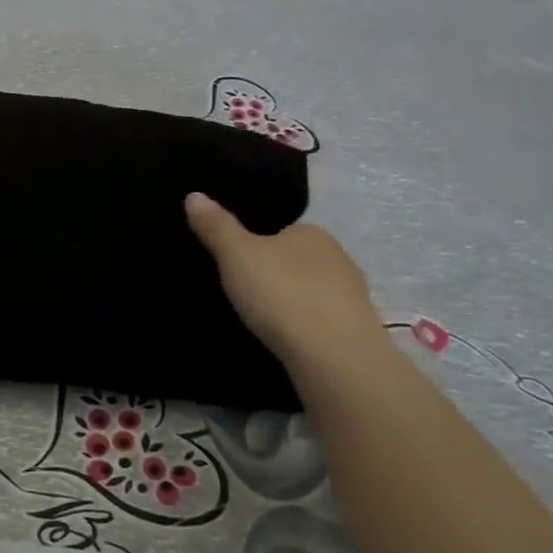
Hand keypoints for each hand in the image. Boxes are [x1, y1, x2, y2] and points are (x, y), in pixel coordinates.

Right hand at [184, 194, 380, 359]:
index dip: (259, 244)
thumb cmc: (282, 293)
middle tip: (246, 293)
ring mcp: (354, 297)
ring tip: (264, 320)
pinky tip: (289, 340)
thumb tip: (194, 195)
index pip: (283, 230)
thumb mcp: (236, 255)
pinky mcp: (358, 332)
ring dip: (293, 302)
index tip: (237, 263)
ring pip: (314, 292)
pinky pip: (323, 321)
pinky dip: (306, 327)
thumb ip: (216, 226)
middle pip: (299, 261)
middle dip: (277, 274)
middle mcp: (339, 258)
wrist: (335, 357)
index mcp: (312, 233)